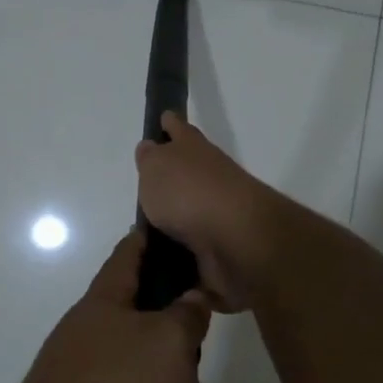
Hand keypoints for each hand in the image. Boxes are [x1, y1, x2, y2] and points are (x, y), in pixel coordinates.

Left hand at [17, 228, 210, 382]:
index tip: (169, 226)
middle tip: (205, 376)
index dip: (149, 239)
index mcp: (104, 307)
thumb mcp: (167, 343)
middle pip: (147, 333)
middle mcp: (93, 345)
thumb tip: (193, 297)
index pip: (128, 256)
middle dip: (184, 358)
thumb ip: (187, 315)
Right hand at [134, 113, 279, 312]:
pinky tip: (161, 264)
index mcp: (194, 150)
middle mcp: (210, 178)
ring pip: (192, 213)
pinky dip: (181, 256)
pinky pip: (195, 251)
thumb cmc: (189, 193)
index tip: (163, 118)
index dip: (170, 124)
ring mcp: (218, 215)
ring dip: (175, 221)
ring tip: (146, 233)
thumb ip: (150, 159)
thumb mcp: (156, 167)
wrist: (236, 240)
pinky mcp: (221, 250)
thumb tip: (151, 148)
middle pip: (188, 173)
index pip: (179, 129)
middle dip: (171, 178)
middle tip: (146, 188)